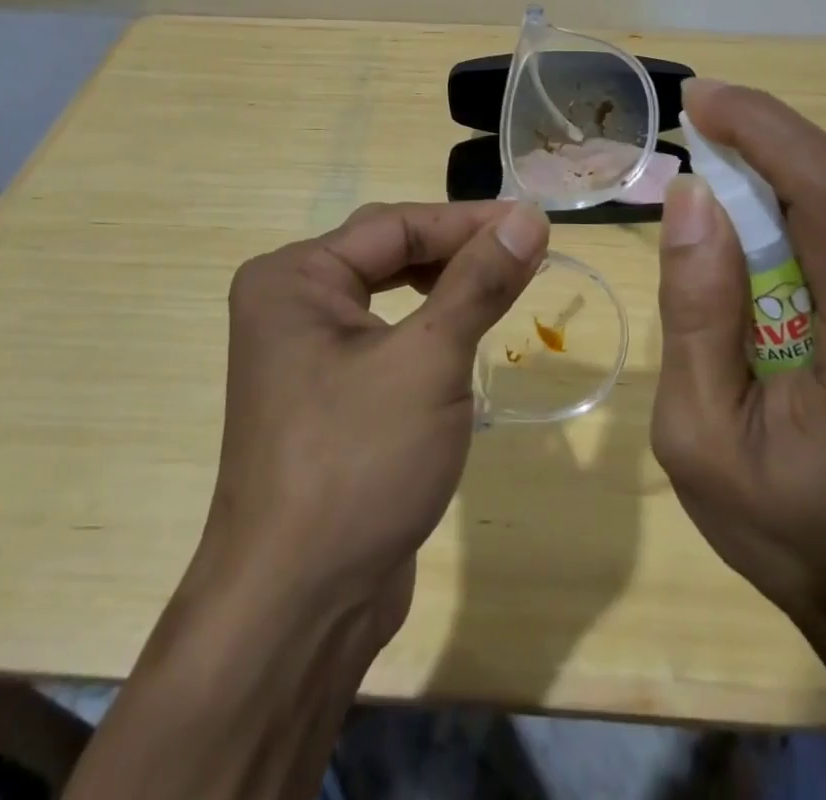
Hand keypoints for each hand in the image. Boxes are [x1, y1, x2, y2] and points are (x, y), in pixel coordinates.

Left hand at [196, 199, 549, 631]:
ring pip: (388, 293)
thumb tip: (528, 217)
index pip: (395, 225)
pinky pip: (385, 335)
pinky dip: (429, 325)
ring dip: (447, 285)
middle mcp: (289, 302)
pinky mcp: (325, 392)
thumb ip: (478, 282)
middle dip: (458, 249)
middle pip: (388, 251)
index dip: (469, 221)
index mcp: (293, 277)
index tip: (535, 223)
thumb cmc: (358, 465)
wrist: (297, 608)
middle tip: (526, 251)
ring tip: (506, 281)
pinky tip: (466, 330)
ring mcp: (303, 351)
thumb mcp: (429, 361)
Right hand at [652, 79, 825, 631]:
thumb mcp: (700, 440)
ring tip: (727, 170)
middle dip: (773, 138)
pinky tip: (774, 227)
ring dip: (794, 169)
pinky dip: (820, 209)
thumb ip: (696, 314)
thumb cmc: (792, 537)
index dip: (768, 131)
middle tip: (702, 126)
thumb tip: (693, 198)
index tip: (703, 101)